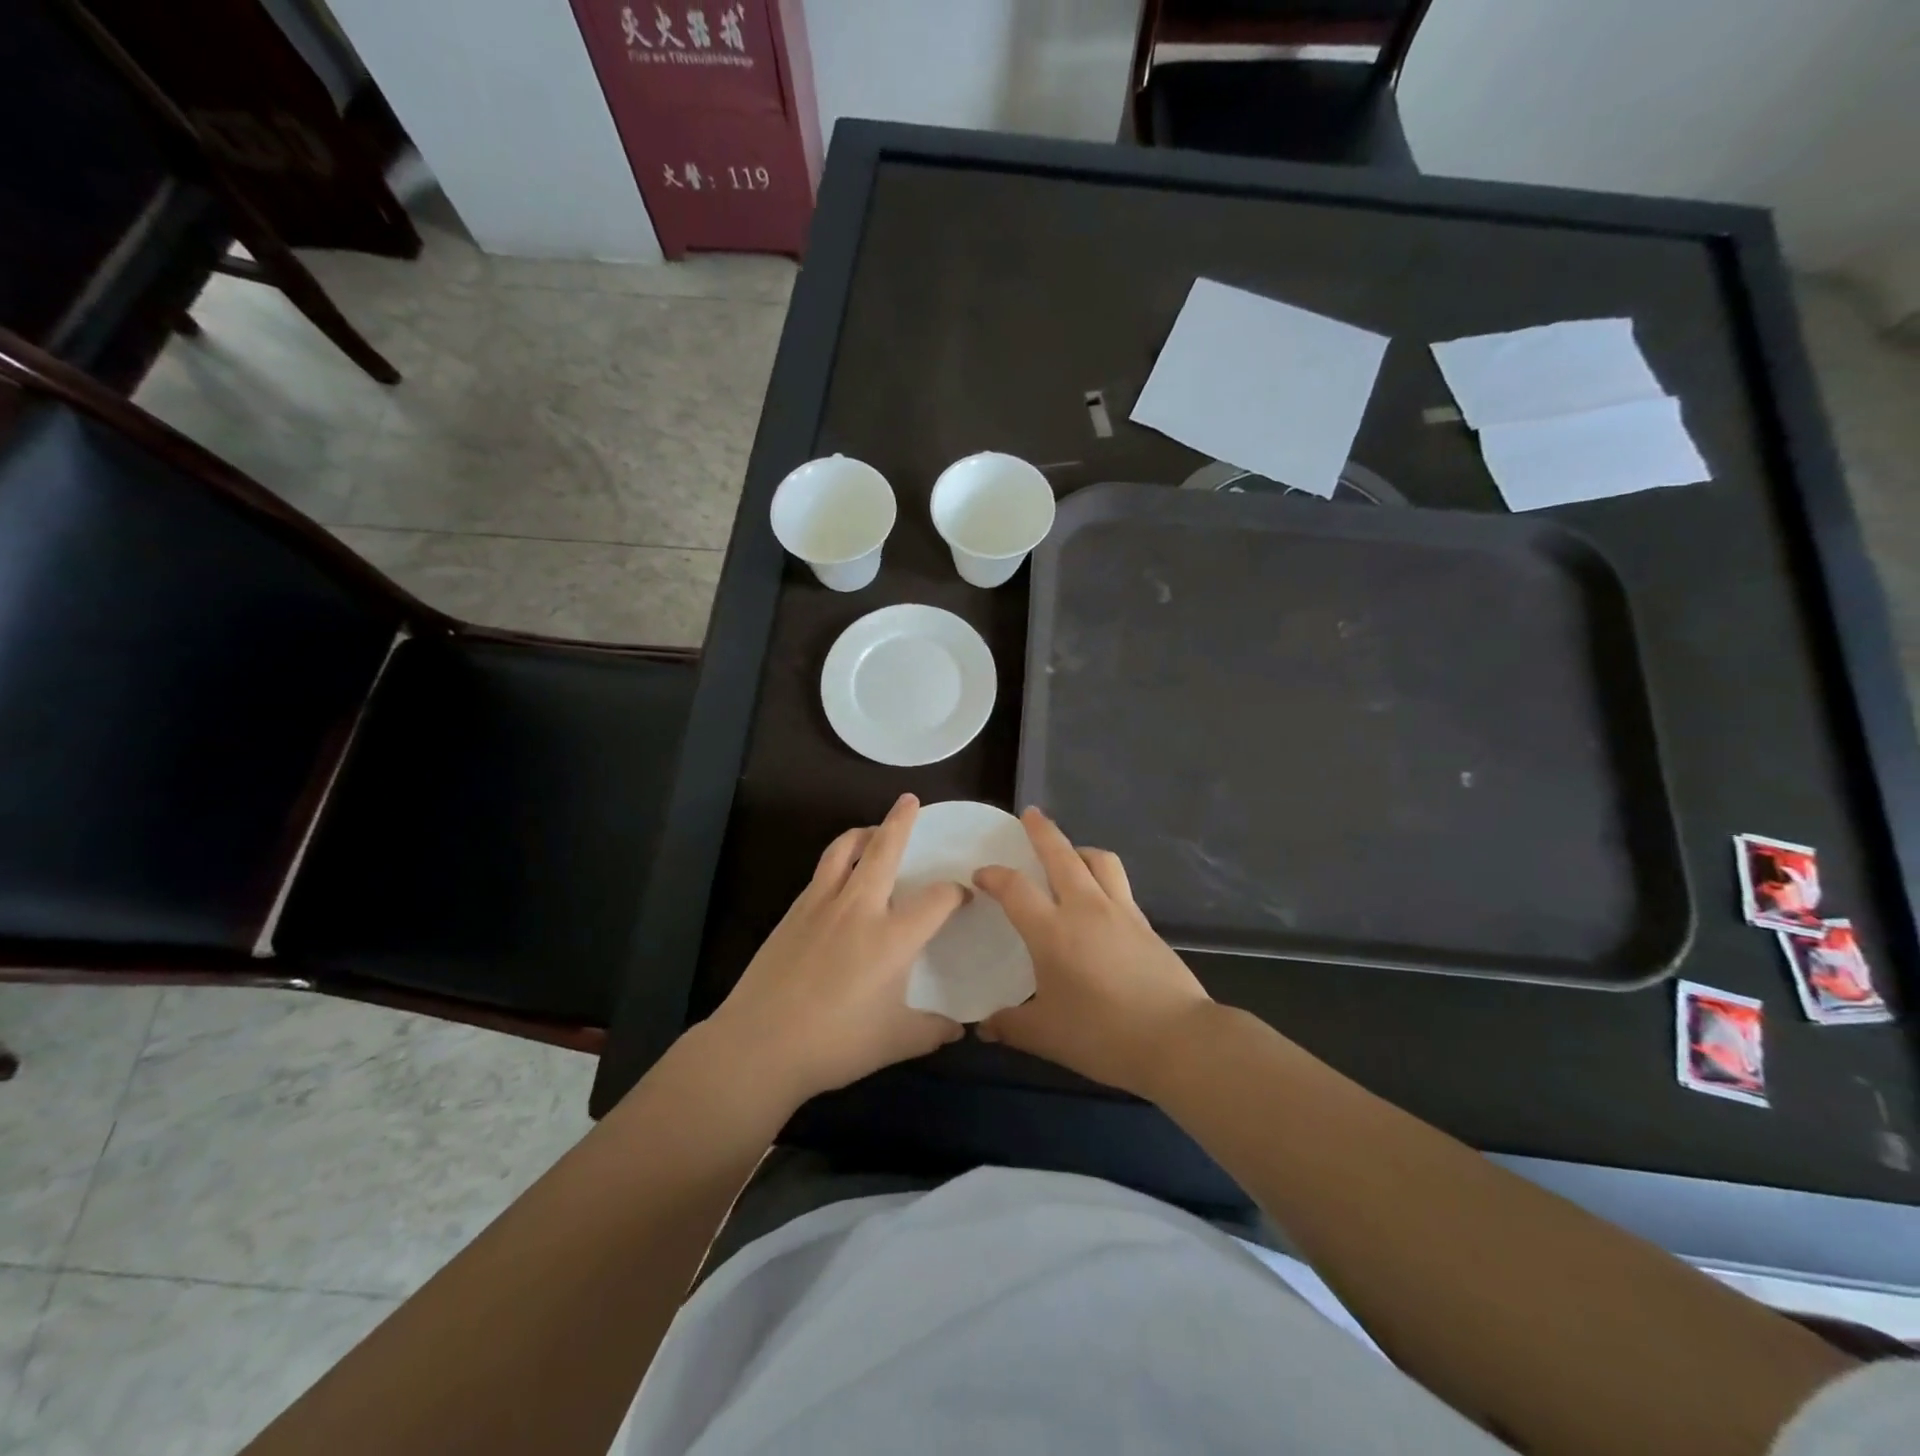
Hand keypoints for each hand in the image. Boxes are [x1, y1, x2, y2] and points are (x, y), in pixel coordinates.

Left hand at [705, 794, 966, 1106]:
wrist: (760, 1043)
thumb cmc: (835, 1042)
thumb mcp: (895, 1041)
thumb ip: (932, 1031)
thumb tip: (959, 1029)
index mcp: (893, 936)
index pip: (937, 898)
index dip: (956, 893)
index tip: (962, 897)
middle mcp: (860, 907)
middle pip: (884, 849)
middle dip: (901, 821)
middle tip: (910, 801)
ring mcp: (821, 904)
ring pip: (844, 849)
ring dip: (863, 832)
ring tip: (873, 830)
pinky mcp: (793, 911)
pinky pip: (821, 871)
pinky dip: (838, 860)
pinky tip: (840, 876)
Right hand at [974, 809, 1212, 1097]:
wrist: (1176, 1038)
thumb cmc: (1102, 1034)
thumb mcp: (1046, 1036)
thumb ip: (1010, 1025)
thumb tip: (983, 1026)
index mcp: (1052, 930)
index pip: (1015, 888)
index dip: (994, 876)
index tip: (981, 875)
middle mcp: (1086, 908)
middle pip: (1061, 854)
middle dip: (1042, 831)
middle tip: (1030, 814)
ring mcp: (1121, 912)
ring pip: (1099, 861)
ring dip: (1079, 849)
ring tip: (1070, 854)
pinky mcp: (1145, 924)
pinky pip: (1119, 885)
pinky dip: (1103, 877)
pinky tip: (1100, 899)